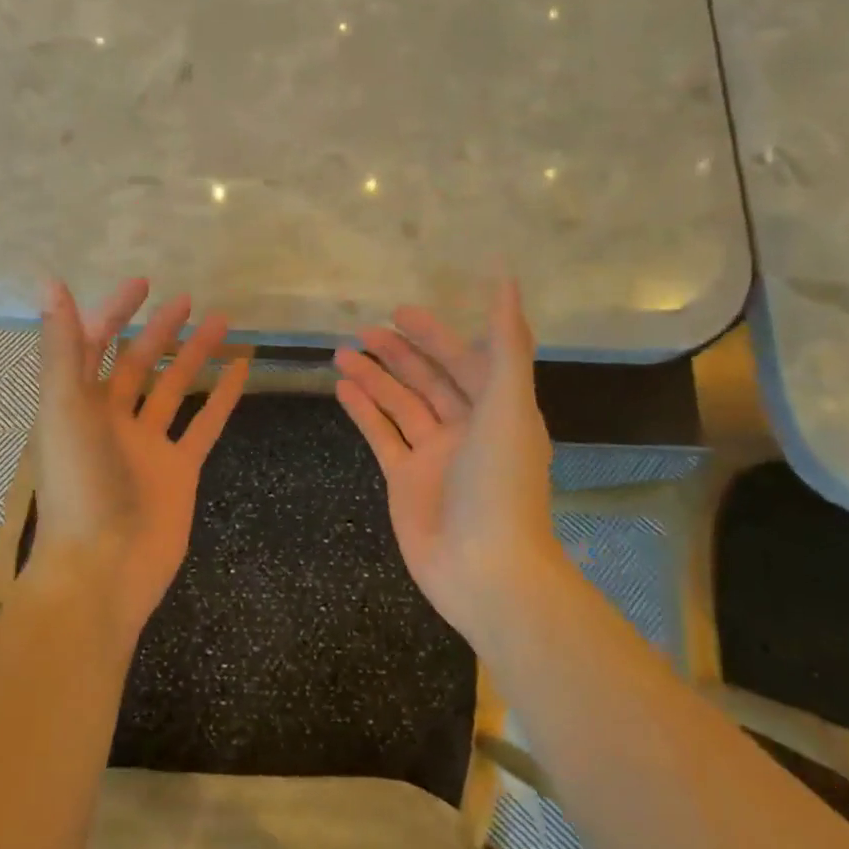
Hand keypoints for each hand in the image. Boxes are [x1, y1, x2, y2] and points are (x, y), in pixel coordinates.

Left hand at [29, 277, 249, 632]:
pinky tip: (242, 370)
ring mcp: (148, 445)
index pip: (96, 345)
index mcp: (77, 405)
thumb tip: (50, 283)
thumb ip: (62, 347)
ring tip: (223, 323)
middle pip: (138, 364)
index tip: (143, 285)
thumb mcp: (64, 408)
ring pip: (175, 389)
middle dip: (160, 331)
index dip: (115, 312)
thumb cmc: (79, 485)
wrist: (104, 568)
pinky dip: (223, 397)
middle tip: (188, 300)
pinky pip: (204, 424)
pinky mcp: (180, 469)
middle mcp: (111, 420)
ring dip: (196, 356)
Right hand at [333, 279, 559, 638]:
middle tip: (363, 329)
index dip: (436, 335)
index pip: (464, 361)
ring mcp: (433, 456)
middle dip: (398, 353)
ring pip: (399, 405)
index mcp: (497, 411)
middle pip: (428, 380)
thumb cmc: (500, 483)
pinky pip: (381, 436)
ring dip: (374, 378)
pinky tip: (341, 387)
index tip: (400, 311)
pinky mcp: (404, 480)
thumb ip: (506, 344)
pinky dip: (363, 412)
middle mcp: (466, 429)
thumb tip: (508, 280)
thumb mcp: (508, 405)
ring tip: (341, 352)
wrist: (485, 568)